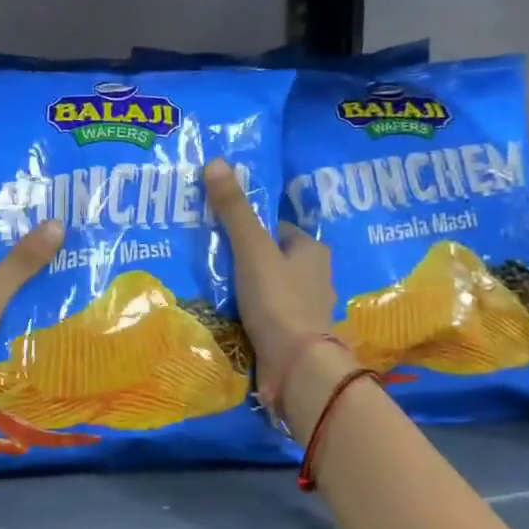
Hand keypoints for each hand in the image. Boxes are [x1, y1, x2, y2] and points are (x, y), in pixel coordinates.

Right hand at [203, 159, 337, 399]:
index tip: (222, 234)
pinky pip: (268, 317)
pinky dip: (251, 316)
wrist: (296, 366)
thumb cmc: (278, 300)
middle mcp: (317, 278)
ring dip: (248, 290)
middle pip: (274, 260)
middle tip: (212, 261)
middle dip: (247, 261)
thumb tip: (216, 162)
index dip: (250, 229)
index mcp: (313, 251)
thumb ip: (234, 211)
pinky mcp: (295, 338)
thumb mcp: (251, 249)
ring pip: (271, 290)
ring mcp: (307, 311)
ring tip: (213, 289)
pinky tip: (228, 318)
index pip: (278, 230)